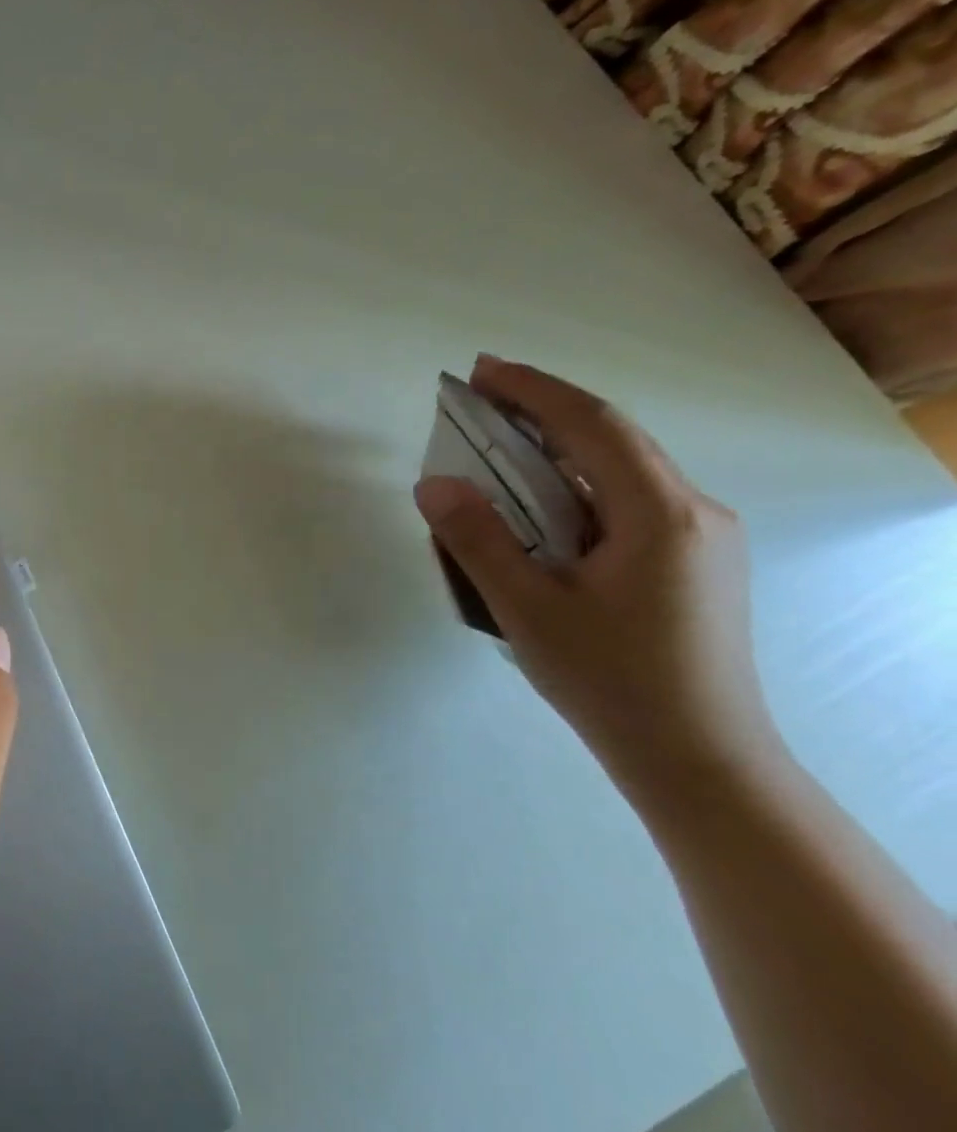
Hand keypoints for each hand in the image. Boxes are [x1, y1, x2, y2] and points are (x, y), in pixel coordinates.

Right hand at [413, 357, 787, 816]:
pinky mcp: (690, 564)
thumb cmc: (610, 682)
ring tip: (497, 448)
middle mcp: (693, 513)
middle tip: (480, 398)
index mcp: (661, 516)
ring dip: (558, 449)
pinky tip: (539, 508)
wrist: (699, 760)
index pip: (594, 426)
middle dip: (544, 410)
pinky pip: (625, 503)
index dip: (534, 390)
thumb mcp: (527, 609)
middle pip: (613, 439)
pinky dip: (574, 486)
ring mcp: (699, 540)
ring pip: (620, 472)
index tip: (480, 371)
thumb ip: (478, 540)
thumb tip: (433, 483)